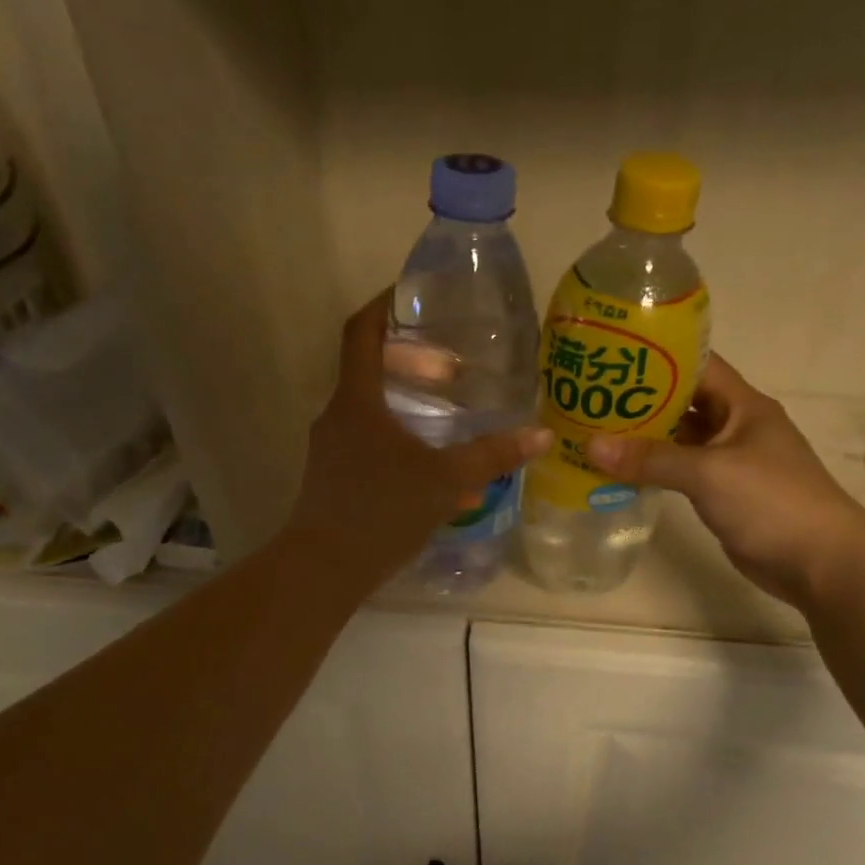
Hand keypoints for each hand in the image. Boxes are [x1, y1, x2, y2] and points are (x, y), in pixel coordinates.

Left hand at [284, 291, 550, 586]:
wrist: (324, 568)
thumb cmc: (382, 512)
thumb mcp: (445, 481)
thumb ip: (491, 456)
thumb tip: (541, 434)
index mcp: (357, 400)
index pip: (362, 332)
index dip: (385, 306)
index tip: (414, 296)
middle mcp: (337, 416)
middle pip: (370, 370)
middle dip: (411, 365)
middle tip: (451, 372)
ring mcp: (330, 449)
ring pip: (371, 412)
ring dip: (408, 408)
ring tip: (448, 420)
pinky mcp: (331, 478)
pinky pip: (368, 445)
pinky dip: (399, 444)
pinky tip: (430, 472)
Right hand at [586, 355, 864, 606]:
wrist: (820, 561)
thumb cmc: (771, 502)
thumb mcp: (708, 473)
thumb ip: (651, 459)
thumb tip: (591, 445)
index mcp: (743, 405)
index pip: (698, 365)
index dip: (658, 358)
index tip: (613, 356)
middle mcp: (737, 427)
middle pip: (684, 402)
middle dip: (642, 400)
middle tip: (592, 397)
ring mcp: (731, 462)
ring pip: (681, 440)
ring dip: (645, 438)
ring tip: (596, 431)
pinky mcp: (724, 494)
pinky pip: (682, 472)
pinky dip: (655, 471)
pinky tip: (621, 472)